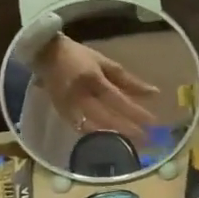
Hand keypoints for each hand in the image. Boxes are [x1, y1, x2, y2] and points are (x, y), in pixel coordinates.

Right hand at [33, 36, 160, 138]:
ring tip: (132, 142)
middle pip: (106, 117)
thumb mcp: (105, 63)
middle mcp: (79, 95)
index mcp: (92, 78)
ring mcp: (68, 106)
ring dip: (113, 136)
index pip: (117, 99)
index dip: (134, 112)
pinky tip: (110, 139)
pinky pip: (81, 129)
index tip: (152, 122)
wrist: (45, 55)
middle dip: (127, 129)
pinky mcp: (61, 114)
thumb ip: (128, 80)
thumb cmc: (79, 56)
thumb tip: (153, 93)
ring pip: (93, 127)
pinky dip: (97, 135)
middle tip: (147, 139)